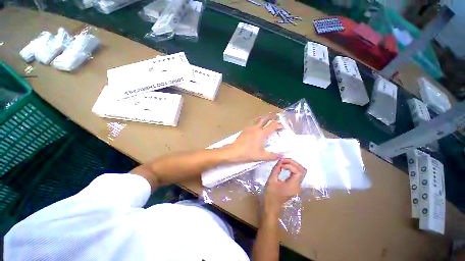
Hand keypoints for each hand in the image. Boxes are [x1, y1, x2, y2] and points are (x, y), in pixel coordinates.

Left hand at [225, 114, 282, 162]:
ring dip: (264, 118)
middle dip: (272, 117)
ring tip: (267, 118)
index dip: (279, 125)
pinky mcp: (244, 130)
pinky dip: (257, 122)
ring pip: (258, 119)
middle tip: (277, 116)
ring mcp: (249, 128)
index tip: (283, 127)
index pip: (273, 125)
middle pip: (265, 118)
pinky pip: (253, 123)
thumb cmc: (248, 153)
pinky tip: (257, 126)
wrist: (233, 151)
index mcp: (262, 133)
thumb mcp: (262, 156)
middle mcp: (256, 128)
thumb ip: (273, 156)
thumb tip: (281, 155)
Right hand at [264, 159, 305, 214]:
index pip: (297, 170)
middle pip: (302, 170)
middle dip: (294, 163)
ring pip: (301, 172)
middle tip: (284, 161)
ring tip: (285, 164)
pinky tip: (286, 168)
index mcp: (294, 184)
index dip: (290, 164)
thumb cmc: (270, 196)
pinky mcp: (296, 187)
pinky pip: (298, 176)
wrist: (271, 207)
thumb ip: (276, 169)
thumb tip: (280, 160)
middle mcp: (299, 185)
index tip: (281, 163)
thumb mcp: (271, 181)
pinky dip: (293, 170)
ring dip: (294, 166)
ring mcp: (298, 186)